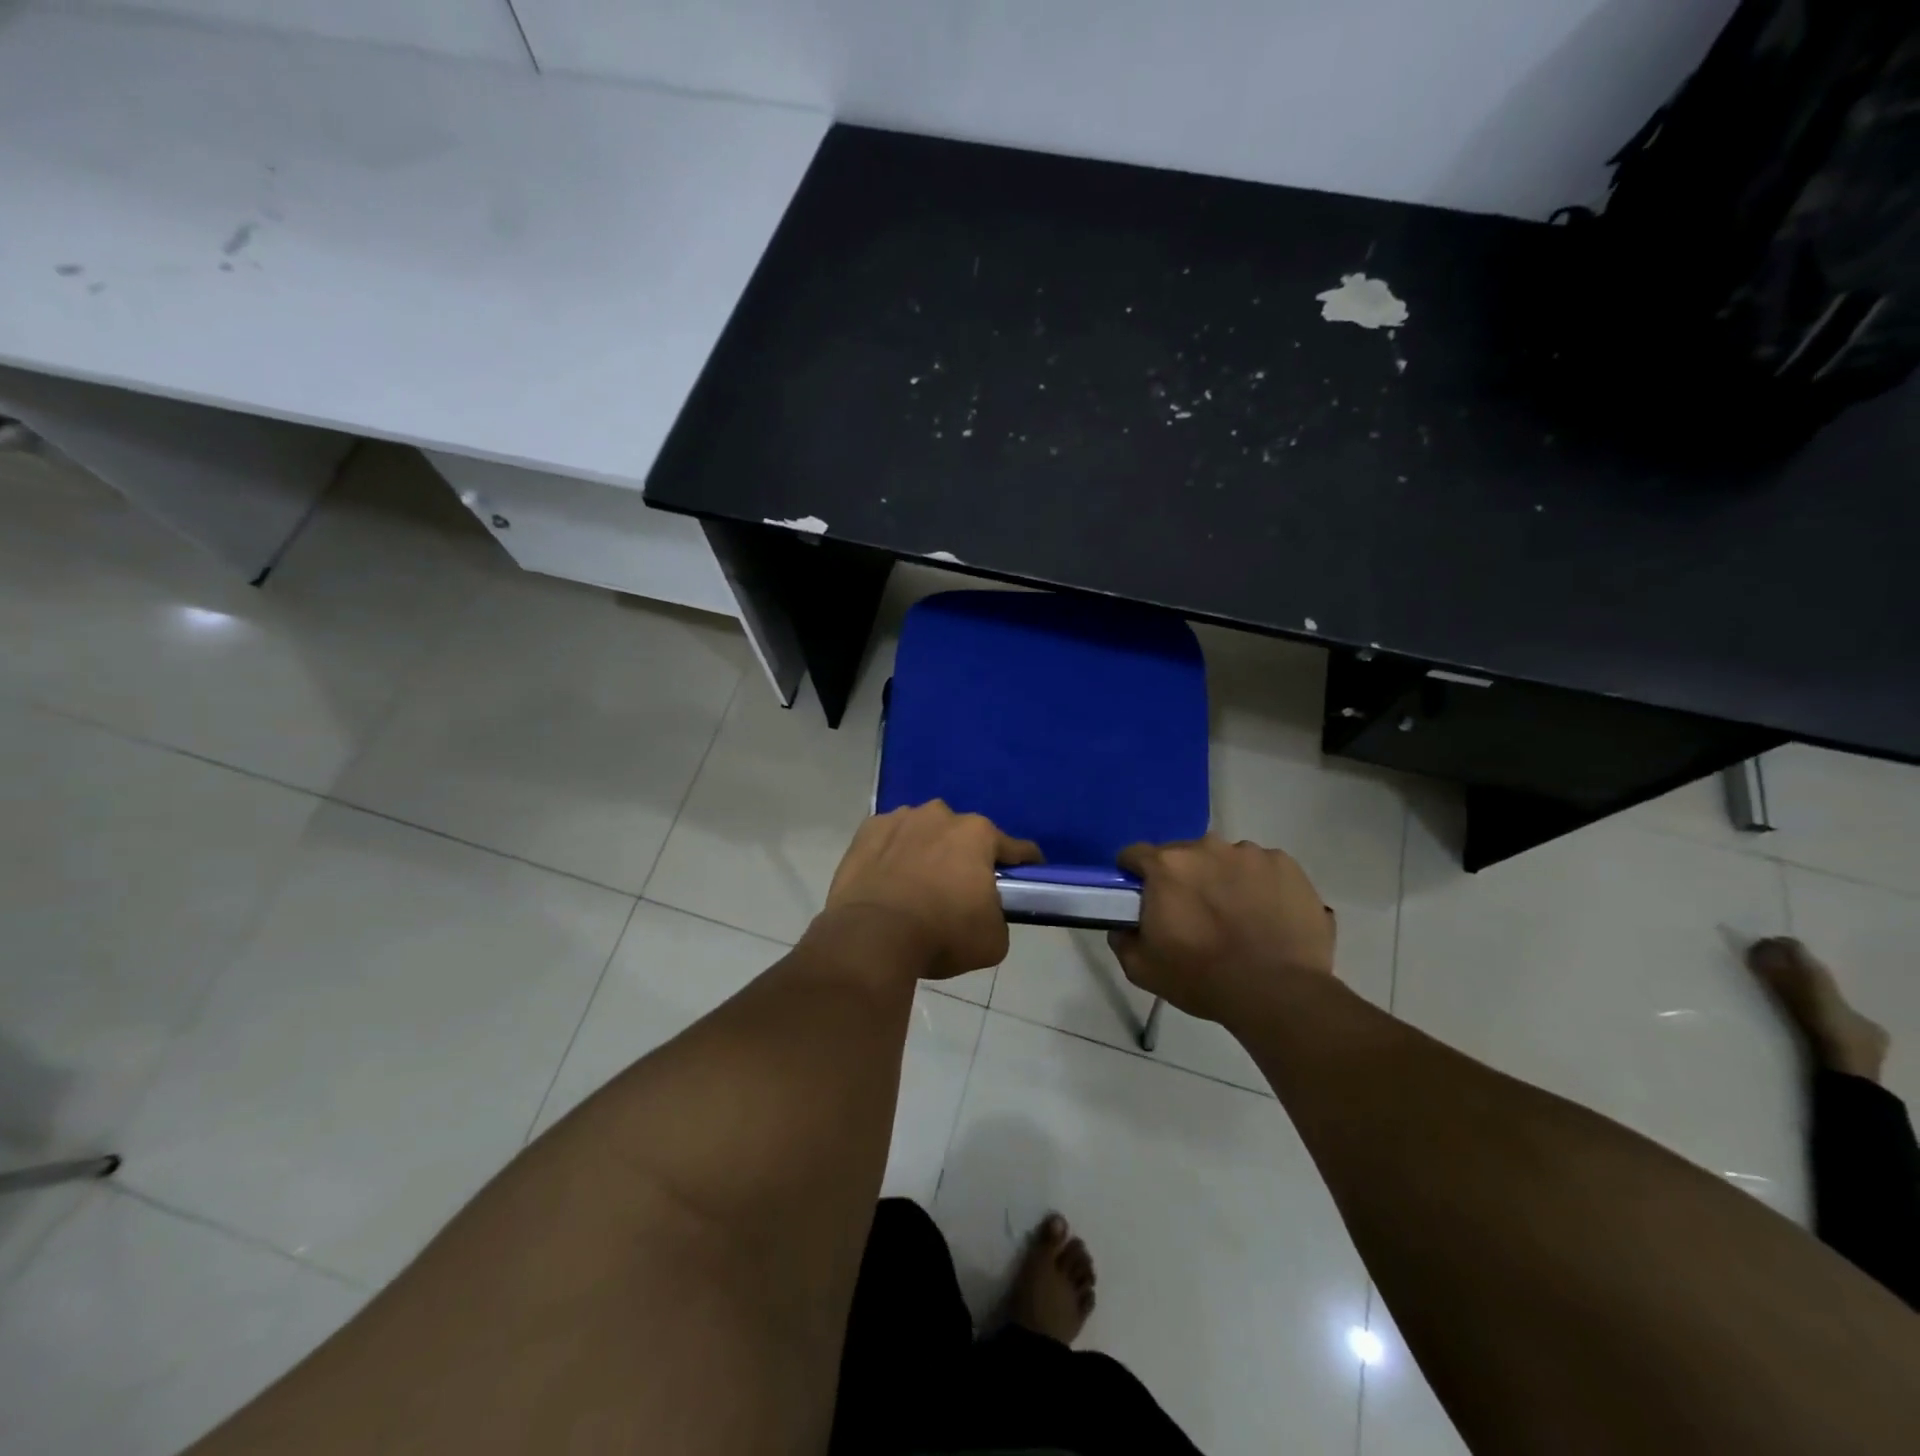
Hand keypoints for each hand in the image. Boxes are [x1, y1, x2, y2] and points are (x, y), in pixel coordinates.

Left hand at [823, 801, 1042, 980]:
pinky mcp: (867, 831)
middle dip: (966, 857)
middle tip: (960, 890)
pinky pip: (890, 840)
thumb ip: (997, 915)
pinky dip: (893, 854)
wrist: (871, 937)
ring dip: (927, 851)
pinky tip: (888, 879)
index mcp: (978, 834)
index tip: (1028, 874)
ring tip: (918, 885)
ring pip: (924, 832)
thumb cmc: (941, 934)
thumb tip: (985, 911)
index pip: (1015, 848)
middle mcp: (941, 815)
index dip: (1025, 862)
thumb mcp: (993, 939)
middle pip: (963, 836)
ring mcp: (900, 818)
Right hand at [1107, 836, 1334, 1022]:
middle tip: (1191, 914)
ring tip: (1235, 916)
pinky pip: (1261, 868)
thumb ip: (1123, 939)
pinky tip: (1266, 915)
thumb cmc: (1203, 978)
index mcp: (1166, 866)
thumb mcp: (1142, 969)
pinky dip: (1258, 885)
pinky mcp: (1286, 865)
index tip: (1141, 897)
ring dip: (1221, 878)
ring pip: (1224, 859)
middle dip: (1181, 878)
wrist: (1279, 993)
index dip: (1133, 875)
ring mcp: (1250, 853)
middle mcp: (1206, 847)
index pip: (1134, 854)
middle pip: (1182, 854)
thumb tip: (1123, 926)